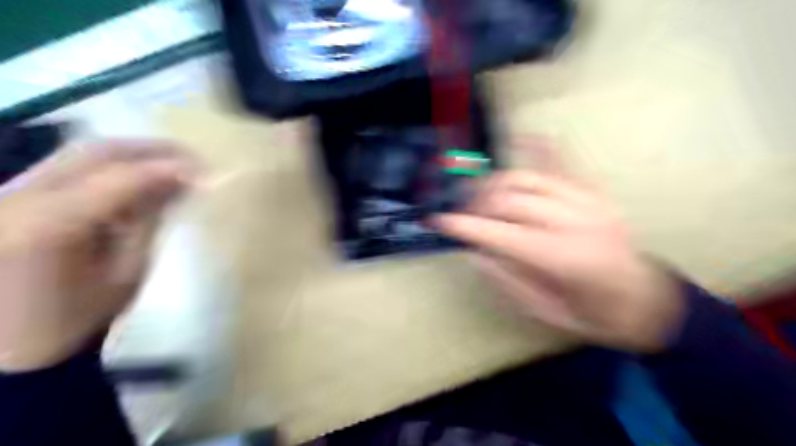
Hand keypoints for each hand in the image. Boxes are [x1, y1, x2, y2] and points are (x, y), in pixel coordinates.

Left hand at [0, 141, 197, 369]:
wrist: (0, 346)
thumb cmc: (70, 319)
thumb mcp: (124, 274)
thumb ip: (149, 224)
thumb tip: (179, 187)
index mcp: (46, 226)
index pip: (118, 180)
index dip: (167, 170)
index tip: (208, 172)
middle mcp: (18, 197)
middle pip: (95, 152)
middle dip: (152, 150)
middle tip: (195, 158)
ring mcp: (10, 192)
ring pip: (81, 152)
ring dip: (135, 154)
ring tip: (175, 162)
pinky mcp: (15, 196)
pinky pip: (73, 166)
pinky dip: (115, 165)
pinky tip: (142, 174)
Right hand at [434, 157, 684, 351]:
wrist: (645, 299)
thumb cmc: (592, 313)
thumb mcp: (544, 310)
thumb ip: (507, 278)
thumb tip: (475, 250)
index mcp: (564, 258)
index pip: (501, 234)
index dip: (465, 226)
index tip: (438, 221)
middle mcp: (575, 221)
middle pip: (510, 199)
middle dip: (478, 204)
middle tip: (462, 214)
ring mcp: (588, 200)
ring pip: (528, 178)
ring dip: (496, 184)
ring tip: (481, 196)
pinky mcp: (594, 191)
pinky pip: (562, 161)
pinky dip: (538, 148)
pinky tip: (520, 138)